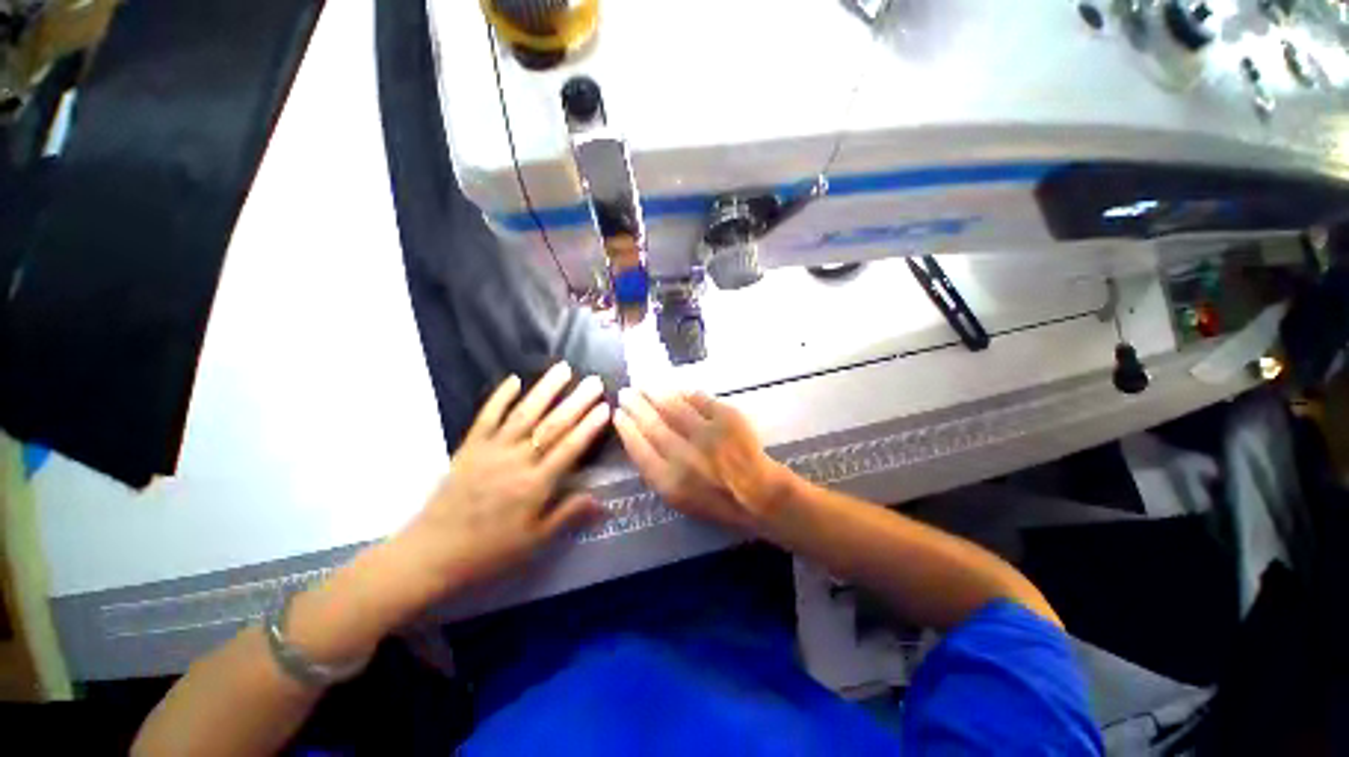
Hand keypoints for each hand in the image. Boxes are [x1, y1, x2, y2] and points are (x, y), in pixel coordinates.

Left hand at [393, 363, 610, 604]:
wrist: (431, 554)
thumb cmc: (489, 551)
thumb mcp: (534, 542)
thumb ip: (568, 515)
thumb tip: (602, 501)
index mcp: (535, 485)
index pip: (570, 448)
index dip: (589, 426)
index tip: (605, 406)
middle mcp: (516, 460)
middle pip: (551, 425)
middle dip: (576, 401)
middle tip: (594, 381)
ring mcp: (491, 450)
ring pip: (524, 413)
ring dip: (545, 390)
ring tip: (564, 369)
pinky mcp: (470, 447)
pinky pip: (487, 416)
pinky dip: (500, 396)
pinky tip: (515, 379)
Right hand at [612, 388, 790, 533]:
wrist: (757, 494)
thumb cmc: (715, 500)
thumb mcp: (677, 498)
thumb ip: (655, 470)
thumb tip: (639, 437)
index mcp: (669, 481)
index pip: (638, 447)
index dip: (625, 428)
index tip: (617, 414)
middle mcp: (684, 456)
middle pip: (652, 424)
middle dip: (635, 405)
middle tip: (626, 393)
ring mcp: (707, 435)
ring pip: (673, 407)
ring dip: (655, 393)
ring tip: (645, 386)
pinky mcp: (726, 419)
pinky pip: (699, 399)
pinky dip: (685, 393)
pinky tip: (676, 390)